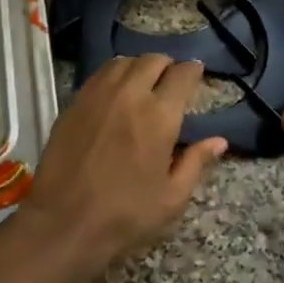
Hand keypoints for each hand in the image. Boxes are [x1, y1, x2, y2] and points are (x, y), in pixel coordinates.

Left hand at [19, 55, 227, 274]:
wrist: (64, 222)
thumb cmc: (125, 214)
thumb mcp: (172, 198)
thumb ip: (196, 162)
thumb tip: (219, 141)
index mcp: (159, 116)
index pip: (182, 75)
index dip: (193, 70)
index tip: (196, 74)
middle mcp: (129, 95)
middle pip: (152, 60)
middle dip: (167, 66)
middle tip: (171, 81)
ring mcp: (97, 96)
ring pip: (123, 62)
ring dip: (139, 67)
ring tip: (143, 82)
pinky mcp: (73, 103)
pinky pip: (99, 75)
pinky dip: (114, 75)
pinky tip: (116, 93)